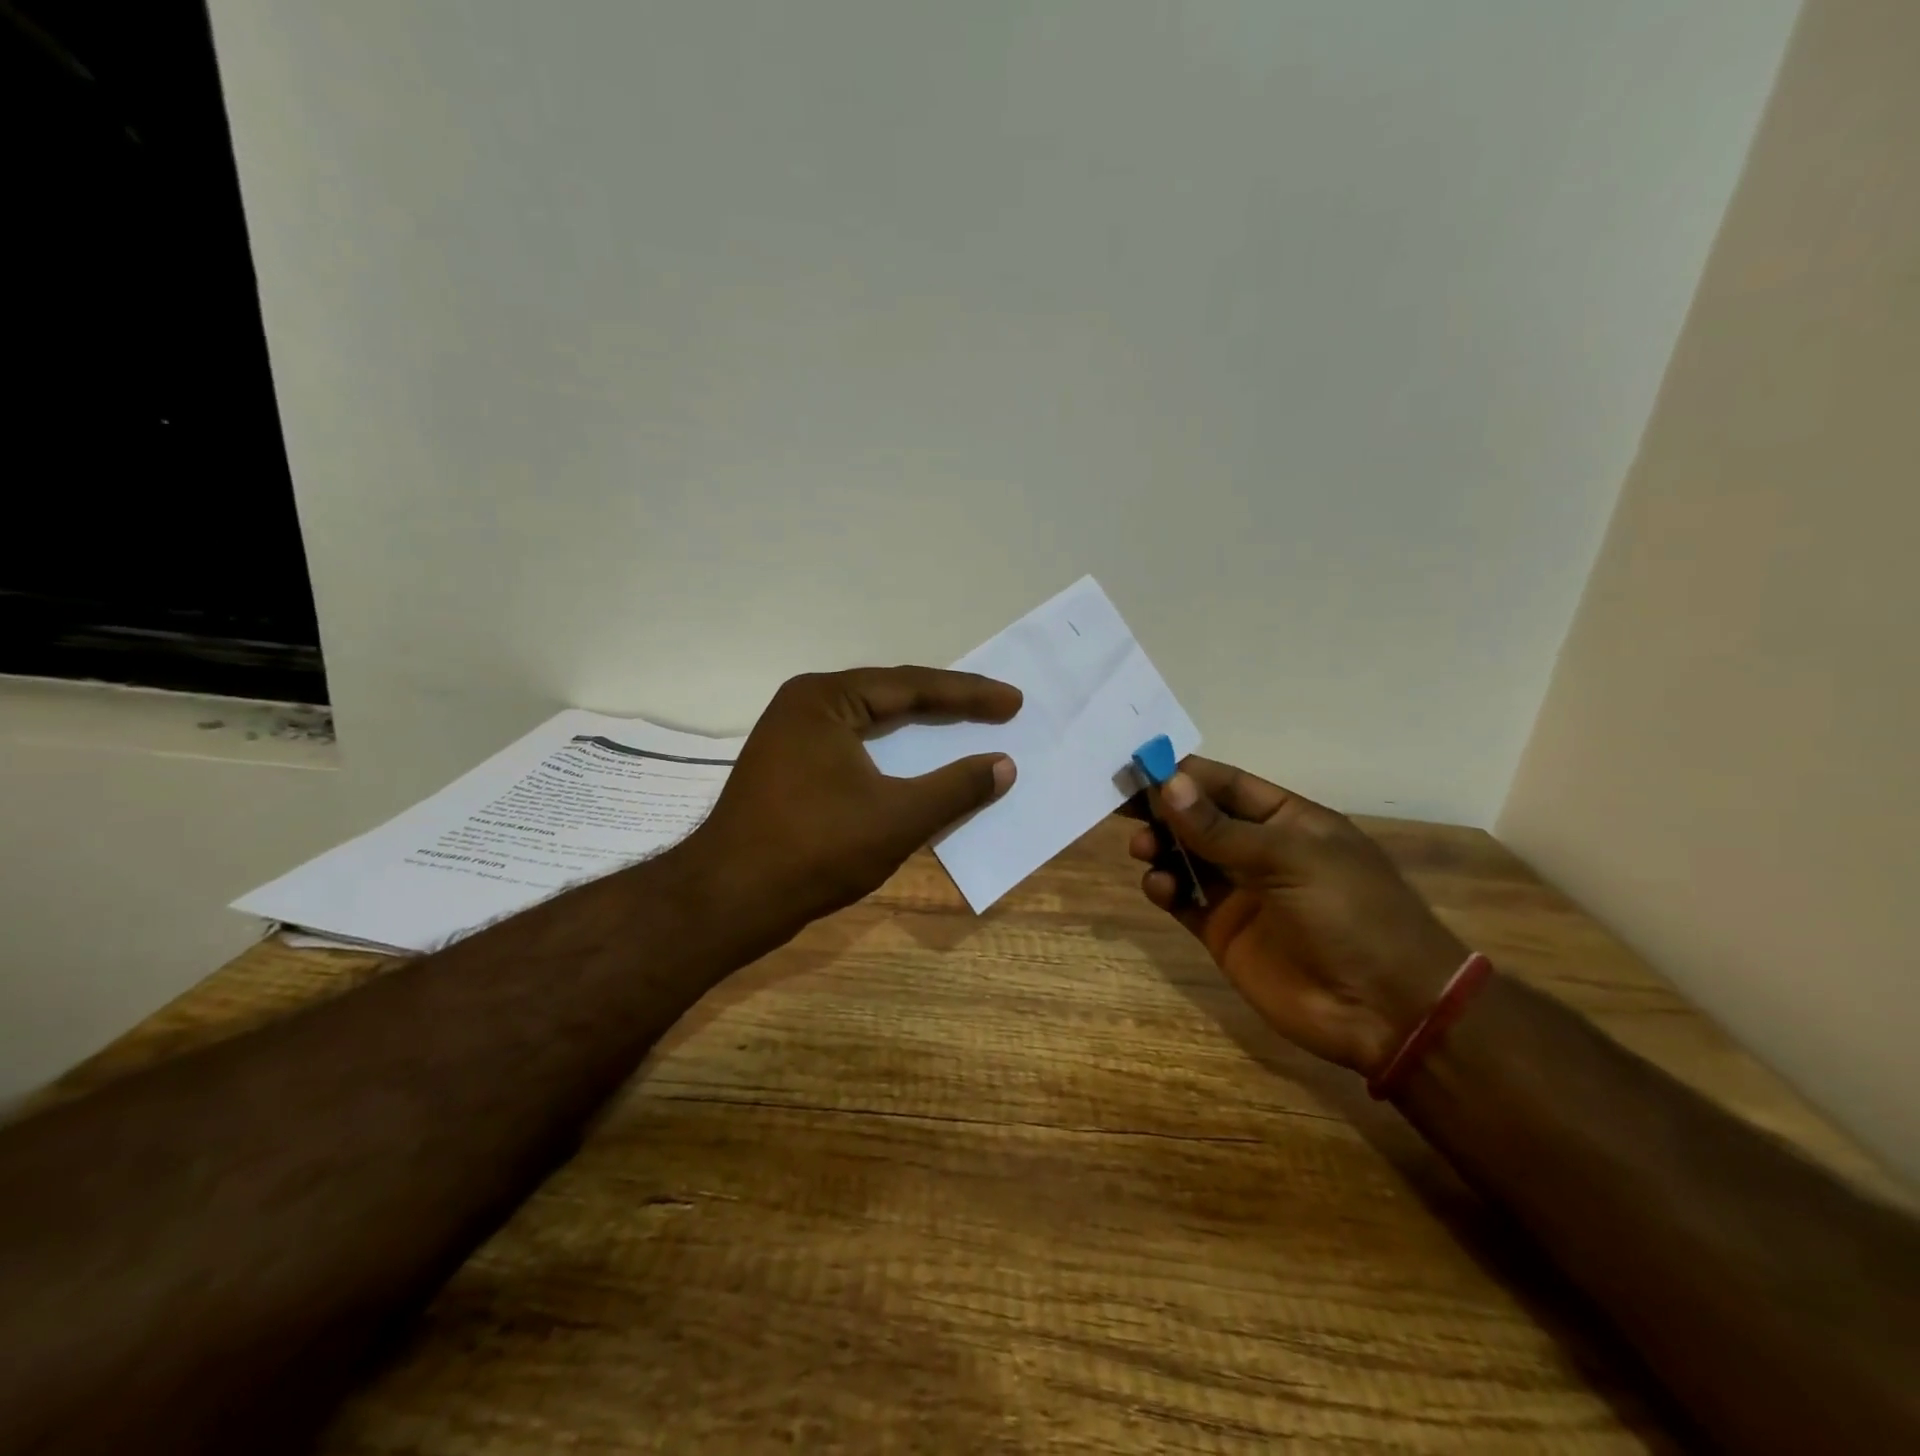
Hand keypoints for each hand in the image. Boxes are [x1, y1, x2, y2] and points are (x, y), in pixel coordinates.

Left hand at [685, 667, 1019, 939]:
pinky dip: (892, 752)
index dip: (969, 694)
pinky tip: (915, 762)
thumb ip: (955, 788)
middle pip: (890, 696)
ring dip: (918, 727)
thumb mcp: (897, 817)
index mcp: (825, 698)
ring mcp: (792, 737)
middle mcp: (806, 705)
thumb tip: (1004, 766)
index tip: (1013, 702)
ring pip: (871, 722)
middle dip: (946, 704)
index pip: (912, 686)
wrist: (729, 901)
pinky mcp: (789, 768)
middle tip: (997, 708)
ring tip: (964, 724)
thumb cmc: (815, 849)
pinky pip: (855, 746)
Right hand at [1128, 758, 1468, 1075]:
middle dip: (1162, 809)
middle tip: (1122, 806)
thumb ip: (1222, 828)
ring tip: (1143, 848)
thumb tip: (1168, 784)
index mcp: (1287, 820)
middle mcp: (1259, 850)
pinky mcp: (1222, 931)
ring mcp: (1239, 892)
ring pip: (1184, 856)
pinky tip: (1160, 887)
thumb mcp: (1290, 860)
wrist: (1385, 1010)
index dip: (1184, 774)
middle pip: (1198, 818)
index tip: (1138, 766)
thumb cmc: (1350, 914)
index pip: (1225, 784)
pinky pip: (1182, 898)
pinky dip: (1163, 888)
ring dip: (1159, 846)